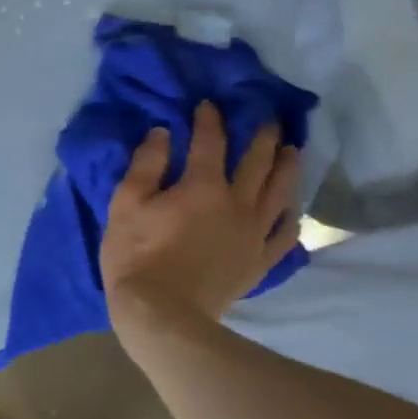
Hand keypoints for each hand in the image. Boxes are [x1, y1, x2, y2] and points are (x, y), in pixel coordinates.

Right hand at [101, 102, 300, 328]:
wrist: (162, 314)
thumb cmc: (136, 256)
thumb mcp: (125, 205)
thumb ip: (146, 165)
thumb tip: (163, 132)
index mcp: (201, 186)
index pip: (209, 142)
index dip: (209, 119)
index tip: (208, 104)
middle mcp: (237, 203)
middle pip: (257, 161)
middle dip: (261, 135)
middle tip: (267, 117)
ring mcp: (253, 233)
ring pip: (279, 191)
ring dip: (287, 166)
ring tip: (292, 149)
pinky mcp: (259, 260)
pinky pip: (285, 233)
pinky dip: (291, 214)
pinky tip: (291, 206)